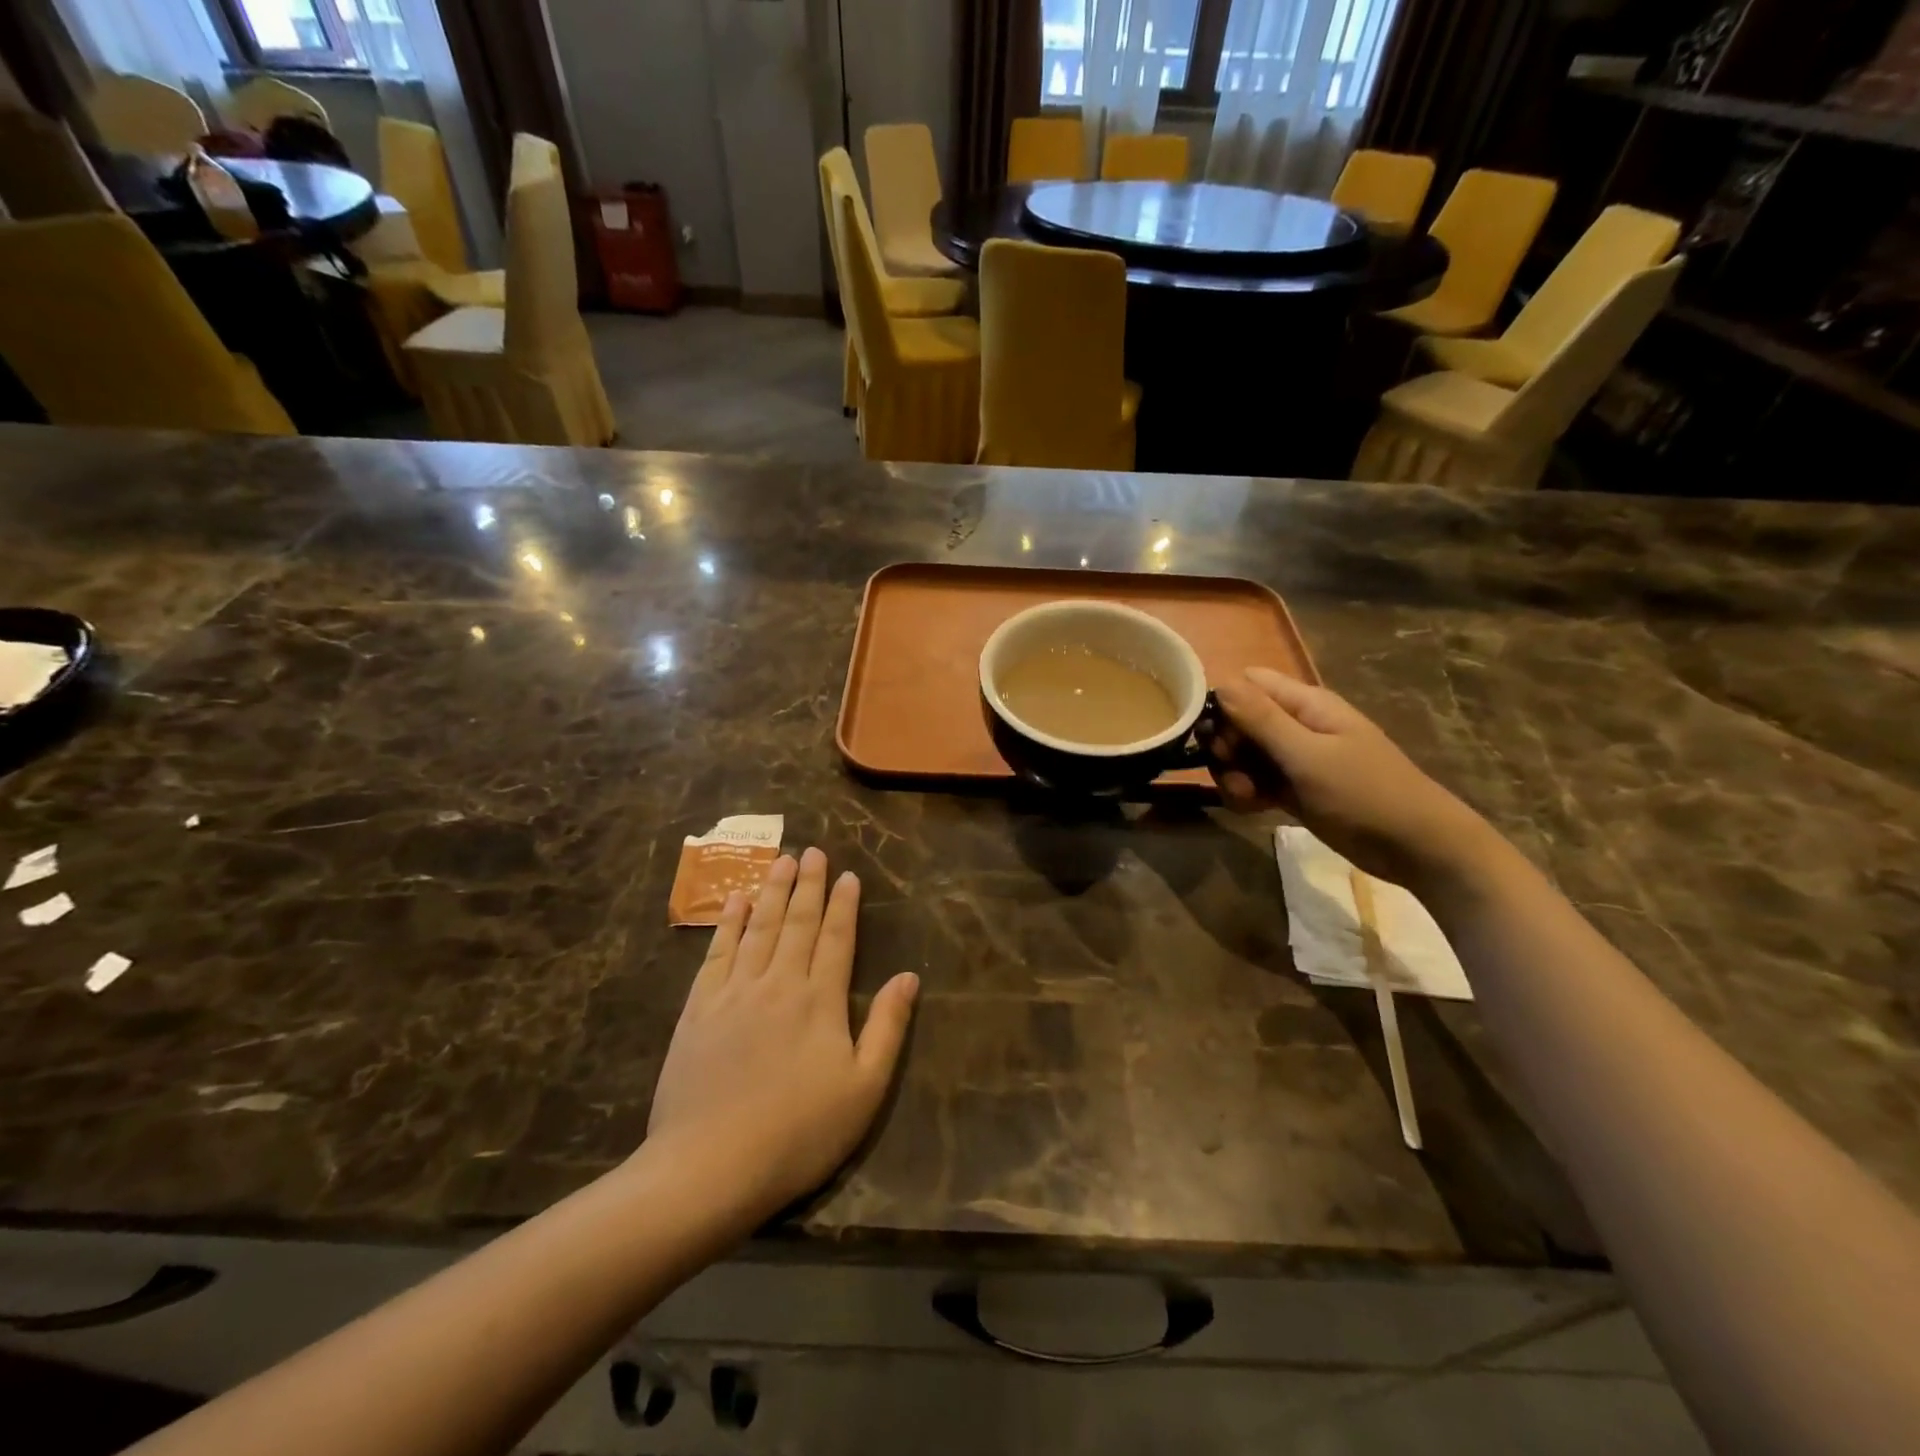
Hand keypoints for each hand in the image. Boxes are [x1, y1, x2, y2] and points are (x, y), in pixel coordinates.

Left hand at [645, 849, 918, 1229]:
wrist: (710, 1166)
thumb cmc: (799, 1133)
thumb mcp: (864, 1089)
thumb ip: (888, 1027)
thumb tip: (909, 976)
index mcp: (821, 1000)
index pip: (836, 938)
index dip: (844, 905)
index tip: (848, 875)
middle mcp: (779, 982)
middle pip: (797, 922)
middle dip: (808, 884)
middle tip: (812, 851)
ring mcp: (734, 992)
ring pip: (758, 927)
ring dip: (771, 891)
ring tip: (780, 860)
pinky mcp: (698, 1008)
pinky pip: (717, 951)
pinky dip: (728, 922)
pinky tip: (735, 901)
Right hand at [1211, 667, 1491, 889]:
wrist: (1414, 848)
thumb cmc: (1364, 793)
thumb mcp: (1307, 755)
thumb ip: (1261, 720)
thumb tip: (1220, 683)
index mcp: (1305, 704)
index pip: (1247, 684)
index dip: (1224, 705)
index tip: (1217, 737)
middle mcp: (1296, 725)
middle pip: (1239, 721)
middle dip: (1226, 747)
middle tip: (1232, 772)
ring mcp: (1294, 758)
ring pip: (1243, 755)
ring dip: (1233, 775)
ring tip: (1248, 797)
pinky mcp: (1293, 789)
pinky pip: (1255, 781)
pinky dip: (1247, 794)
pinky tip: (1255, 809)